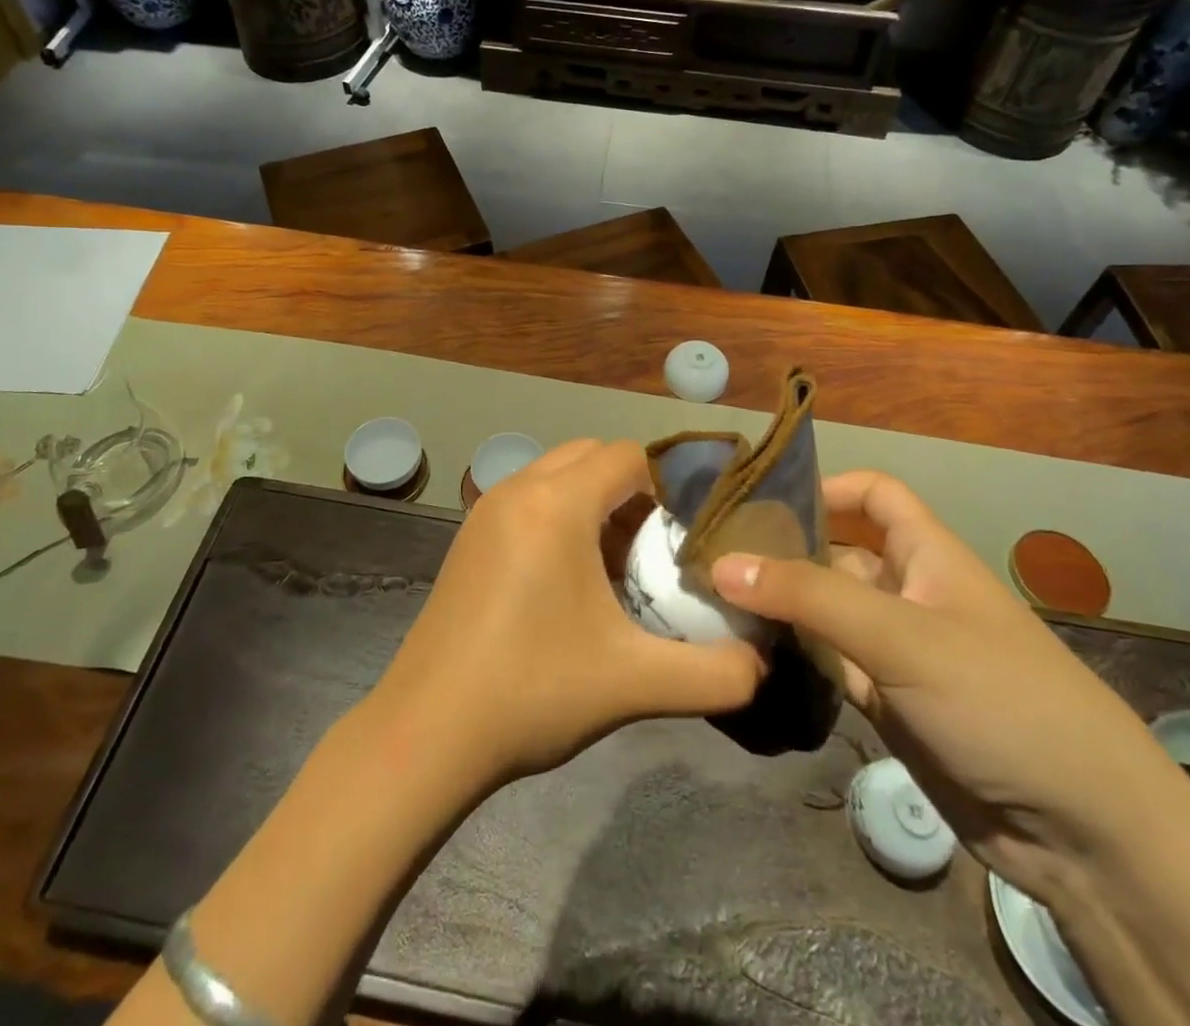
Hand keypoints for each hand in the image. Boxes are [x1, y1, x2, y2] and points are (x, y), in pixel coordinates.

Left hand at [373, 440, 763, 786]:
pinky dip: (558, 517)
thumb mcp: (636, 683)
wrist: (427, 732)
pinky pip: (528, 499)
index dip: (665, 486)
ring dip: (592, 503)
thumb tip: (761, 665)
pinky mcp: (468, 537)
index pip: (627, 456)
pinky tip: (567, 583)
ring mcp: (485, 510)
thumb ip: (716, 674)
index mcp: (556, 504)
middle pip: (591, 456)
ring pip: (556, 475)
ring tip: (615, 568)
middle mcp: (518, 489)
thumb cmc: (533, 692)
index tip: (685, 536)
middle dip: (630, 491)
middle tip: (653, 551)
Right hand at [711, 470, 1189, 906]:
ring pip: (825, 610)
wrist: (1084, 834)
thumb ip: (810, 597)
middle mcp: (908, 592)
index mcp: (927, 555)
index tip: (762, 500)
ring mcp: (895, 649)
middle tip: (710, 553)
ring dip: (780, 604)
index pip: (874, 494)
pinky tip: (747, 650)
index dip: (826, 487)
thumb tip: (722, 564)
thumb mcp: (903, 637)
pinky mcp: (886, 700)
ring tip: (710, 598)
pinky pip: (828, 661)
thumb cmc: (1000, 700)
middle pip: (836, 552)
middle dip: (783, 549)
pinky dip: (794, 653)